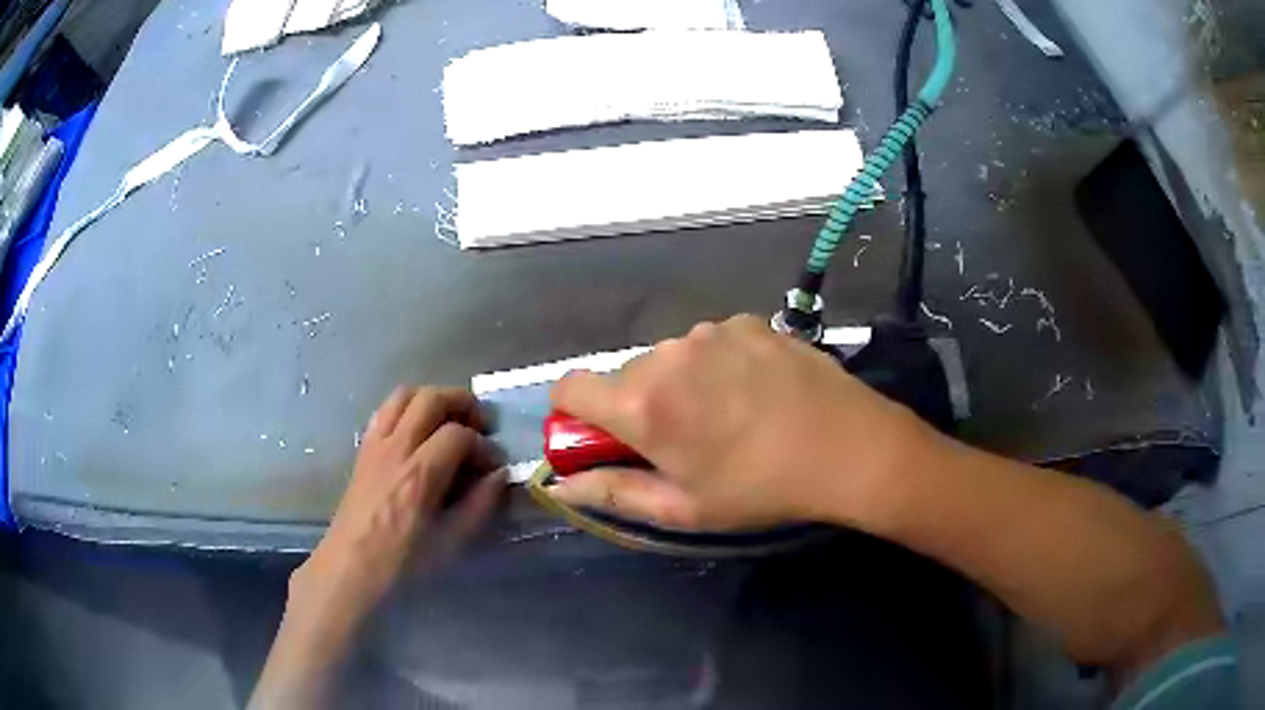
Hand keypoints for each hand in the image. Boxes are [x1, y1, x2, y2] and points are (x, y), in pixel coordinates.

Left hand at [290, 387, 503, 632]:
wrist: (351, 568)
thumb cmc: (403, 563)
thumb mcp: (451, 543)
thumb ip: (480, 505)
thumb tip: (499, 476)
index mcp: (420, 474)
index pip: (458, 434)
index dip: (483, 445)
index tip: (494, 465)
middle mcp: (396, 448)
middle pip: (431, 398)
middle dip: (462, 404)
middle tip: (481, 425)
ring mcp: (376, 445)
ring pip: (404, 395)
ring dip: (432, 399)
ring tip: (450, 420)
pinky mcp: (364, 449)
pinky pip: (385, 410)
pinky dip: (407, 408)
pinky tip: (418, 431)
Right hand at [549, 315, 932, 530]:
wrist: (848, 447)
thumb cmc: (761, 488)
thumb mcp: (683, 507)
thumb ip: (613, 492)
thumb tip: (563, 485)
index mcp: (642, 403)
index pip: (569, 387)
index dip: (574, 415)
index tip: (601, 439)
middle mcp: (667, 354)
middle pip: (623, 376)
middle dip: (635, 406)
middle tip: (681, 441)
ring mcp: (711, 331)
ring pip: (669, 358)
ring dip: (679, 384)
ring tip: (726, 416)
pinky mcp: (747, 322)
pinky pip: (711, 342)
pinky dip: (717, 364)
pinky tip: (755, 391)